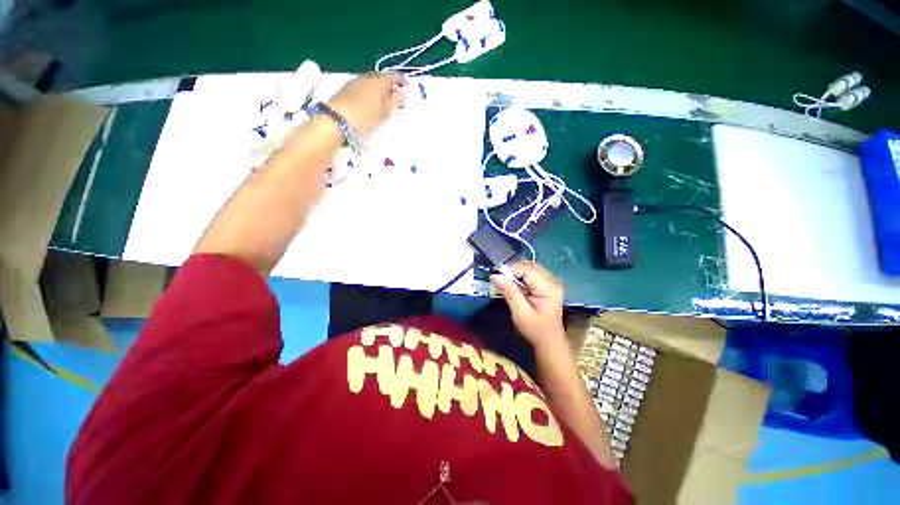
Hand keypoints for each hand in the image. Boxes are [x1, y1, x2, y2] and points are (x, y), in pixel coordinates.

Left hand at [328, 72, 406, 135]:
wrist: (337, 119)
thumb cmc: (366, 116)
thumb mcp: (385, 111)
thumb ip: (397, 101)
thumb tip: (406, 92)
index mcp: (379, 81)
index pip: (394, 76)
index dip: (403, 81)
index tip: (408, 88)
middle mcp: (368, 77)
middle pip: (382, 78)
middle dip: (390, 85)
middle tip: (396, 97)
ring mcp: (356, 82)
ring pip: (372, 82)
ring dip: (379, 89)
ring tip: (383, 101)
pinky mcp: (347, 89)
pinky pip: (363, 87)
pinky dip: (370, 92)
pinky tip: (370, 102)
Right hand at [491, 261, 566, 350]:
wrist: (550, 342)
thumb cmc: (536, 330)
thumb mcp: (520, 313)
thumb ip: (509, 292)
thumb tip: (496, 275)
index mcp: (548, 287)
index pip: (527, 269)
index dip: (510, 270)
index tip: (497, 278)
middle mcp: (552, 280)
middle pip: (529, 265)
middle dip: (512, 270)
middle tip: (500, 280)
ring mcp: (551, 281)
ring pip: (529, 267)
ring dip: (516, 273)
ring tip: (506, 284)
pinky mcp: (547, 284)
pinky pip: (531, 274)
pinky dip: (520, 277)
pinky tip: (515, 287)